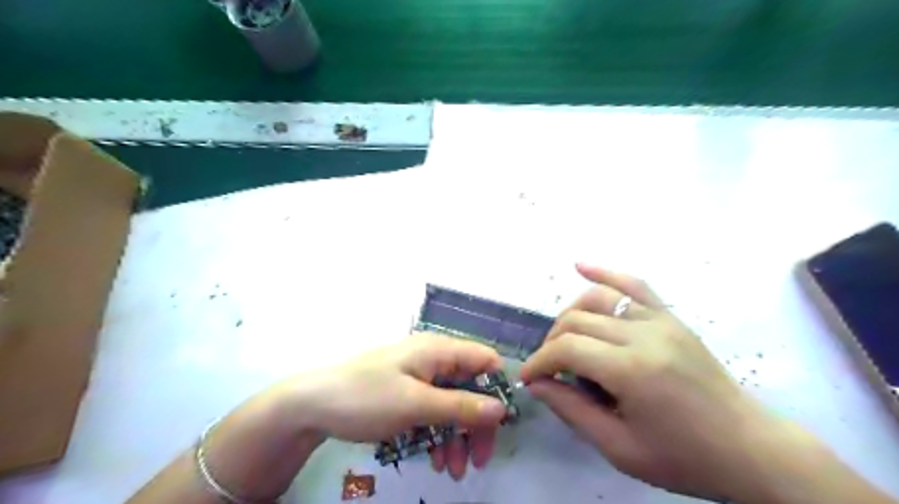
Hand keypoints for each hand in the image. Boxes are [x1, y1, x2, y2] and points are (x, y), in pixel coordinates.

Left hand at [289, 335, 511, 480]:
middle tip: (479, 461)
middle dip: (476, 424)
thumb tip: (502, 409)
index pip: (484, 360)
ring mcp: (418, 378)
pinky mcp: (406, 395)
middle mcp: (432, 360)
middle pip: (471, 387)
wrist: (311, 406)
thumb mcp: (416, 405)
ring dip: (458, 437)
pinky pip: (433, 413)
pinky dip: (438, 435)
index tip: (500, 424)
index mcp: (438, 350)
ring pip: (453, 405)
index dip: (497, 388)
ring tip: (452, 471)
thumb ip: (461, 406)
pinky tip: (436, 459)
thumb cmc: (366, 397)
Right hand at [520, 264, 788, 500]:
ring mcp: (660, 320)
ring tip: (563, 337)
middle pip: (576, 320)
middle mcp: (643, 334)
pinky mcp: (671, 317)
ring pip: (597, 298)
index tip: (529, 377)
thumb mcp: (619, 448)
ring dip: (570, 314)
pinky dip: (605, 273)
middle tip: (548, 367)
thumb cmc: (683, 457)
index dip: (540, 361)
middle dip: (551, 342)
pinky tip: (580, 266)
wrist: (749, 448)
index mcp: (631, 370)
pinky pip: (634, 285)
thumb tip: (537, 384)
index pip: (567, 349)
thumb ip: (572, 410)